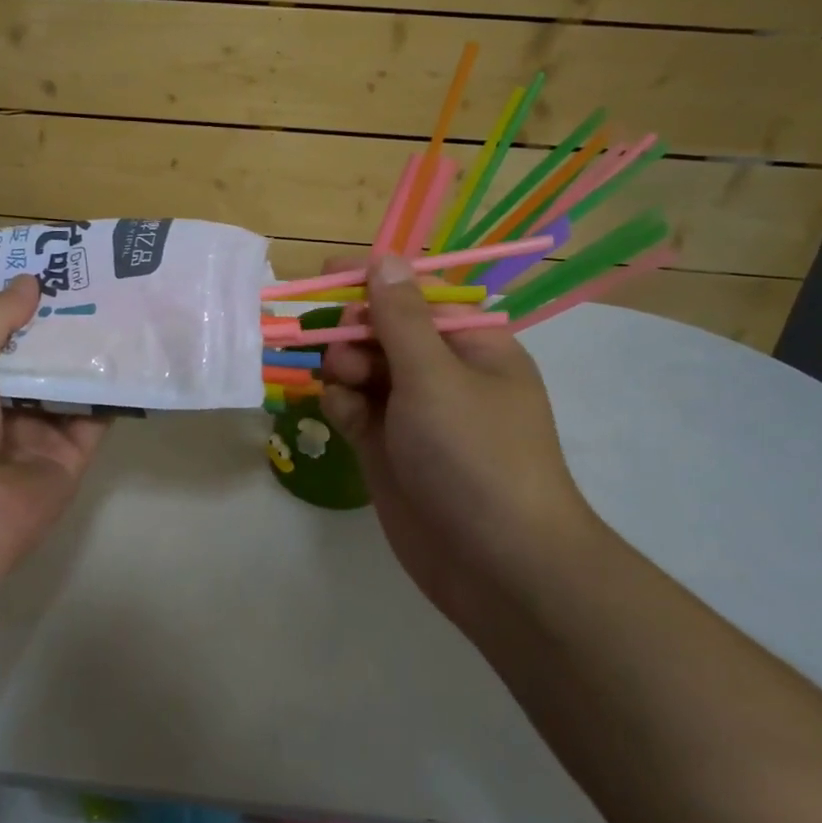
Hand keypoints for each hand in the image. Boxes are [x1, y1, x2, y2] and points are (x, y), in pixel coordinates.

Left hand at [0, 276, 108, 582]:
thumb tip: (29, 281)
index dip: (23, 302)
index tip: (55, 268)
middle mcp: (1, 403)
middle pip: (40, 354)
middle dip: (65, 322)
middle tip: (103, 280)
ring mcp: (39, 430)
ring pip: (71, 381)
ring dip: (93, 350)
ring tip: (128, 305)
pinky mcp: (72, 454)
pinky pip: (98, 416)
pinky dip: (114, 389)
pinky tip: (137, 355)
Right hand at [320, 254, 602, 627]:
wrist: (495, 564)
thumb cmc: (475, 453)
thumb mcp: (436, 375)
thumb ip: (400, 317)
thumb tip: (385, 258)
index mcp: (472, 346)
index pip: (417, 297)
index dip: (373, 283)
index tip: (326, 276)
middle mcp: (443, 375)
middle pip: (383, 332)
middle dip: (355, 332)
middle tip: (341, 347)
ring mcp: (413, 415)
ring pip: (362, 370)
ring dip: (345, 369)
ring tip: (345, 386)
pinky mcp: (388, 450)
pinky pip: (355, 410)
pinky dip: (343, 406)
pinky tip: (343, 416)